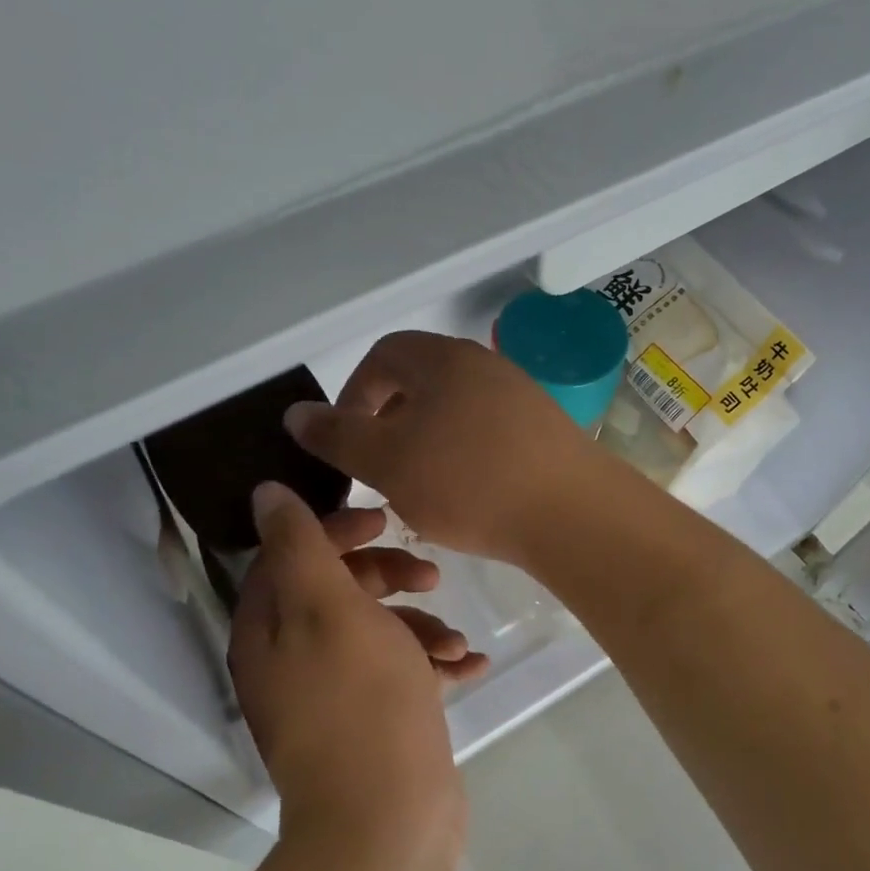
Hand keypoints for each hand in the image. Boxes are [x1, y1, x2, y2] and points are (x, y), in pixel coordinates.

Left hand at [230, 482, 470, 845]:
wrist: (387, 824)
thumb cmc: (360, 701)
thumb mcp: (329, 607)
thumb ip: (299, 545)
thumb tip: (263, 493)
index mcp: (268, 629)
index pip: (291, 553)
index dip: (337, 528)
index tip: (385, 520)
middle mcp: (290, 659)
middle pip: (337, 590)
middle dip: (387, 576)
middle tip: (431, 575)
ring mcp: (331, 695)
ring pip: (375, 632)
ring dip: (419, 625)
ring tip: (455, 642)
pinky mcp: (370, 723)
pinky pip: (399, 674)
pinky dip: (430, 664)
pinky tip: (469, 666)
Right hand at [283, 330, 602, 563]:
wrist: (573, 514)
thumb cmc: (468, 482)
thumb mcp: (387, 461)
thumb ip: (337, 436)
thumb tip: (296, 413)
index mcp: (443, 359)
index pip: (382, 356)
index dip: (352, 395)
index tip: (346, 442)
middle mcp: (484, 365)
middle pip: (420, 381)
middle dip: (389, 420)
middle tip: (378, 467)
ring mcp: (521, 396)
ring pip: (454, 409)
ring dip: (426, 441)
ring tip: (418, 486)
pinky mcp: (545, 430)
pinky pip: (488, 432)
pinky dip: (463, 455)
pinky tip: (466, 494)